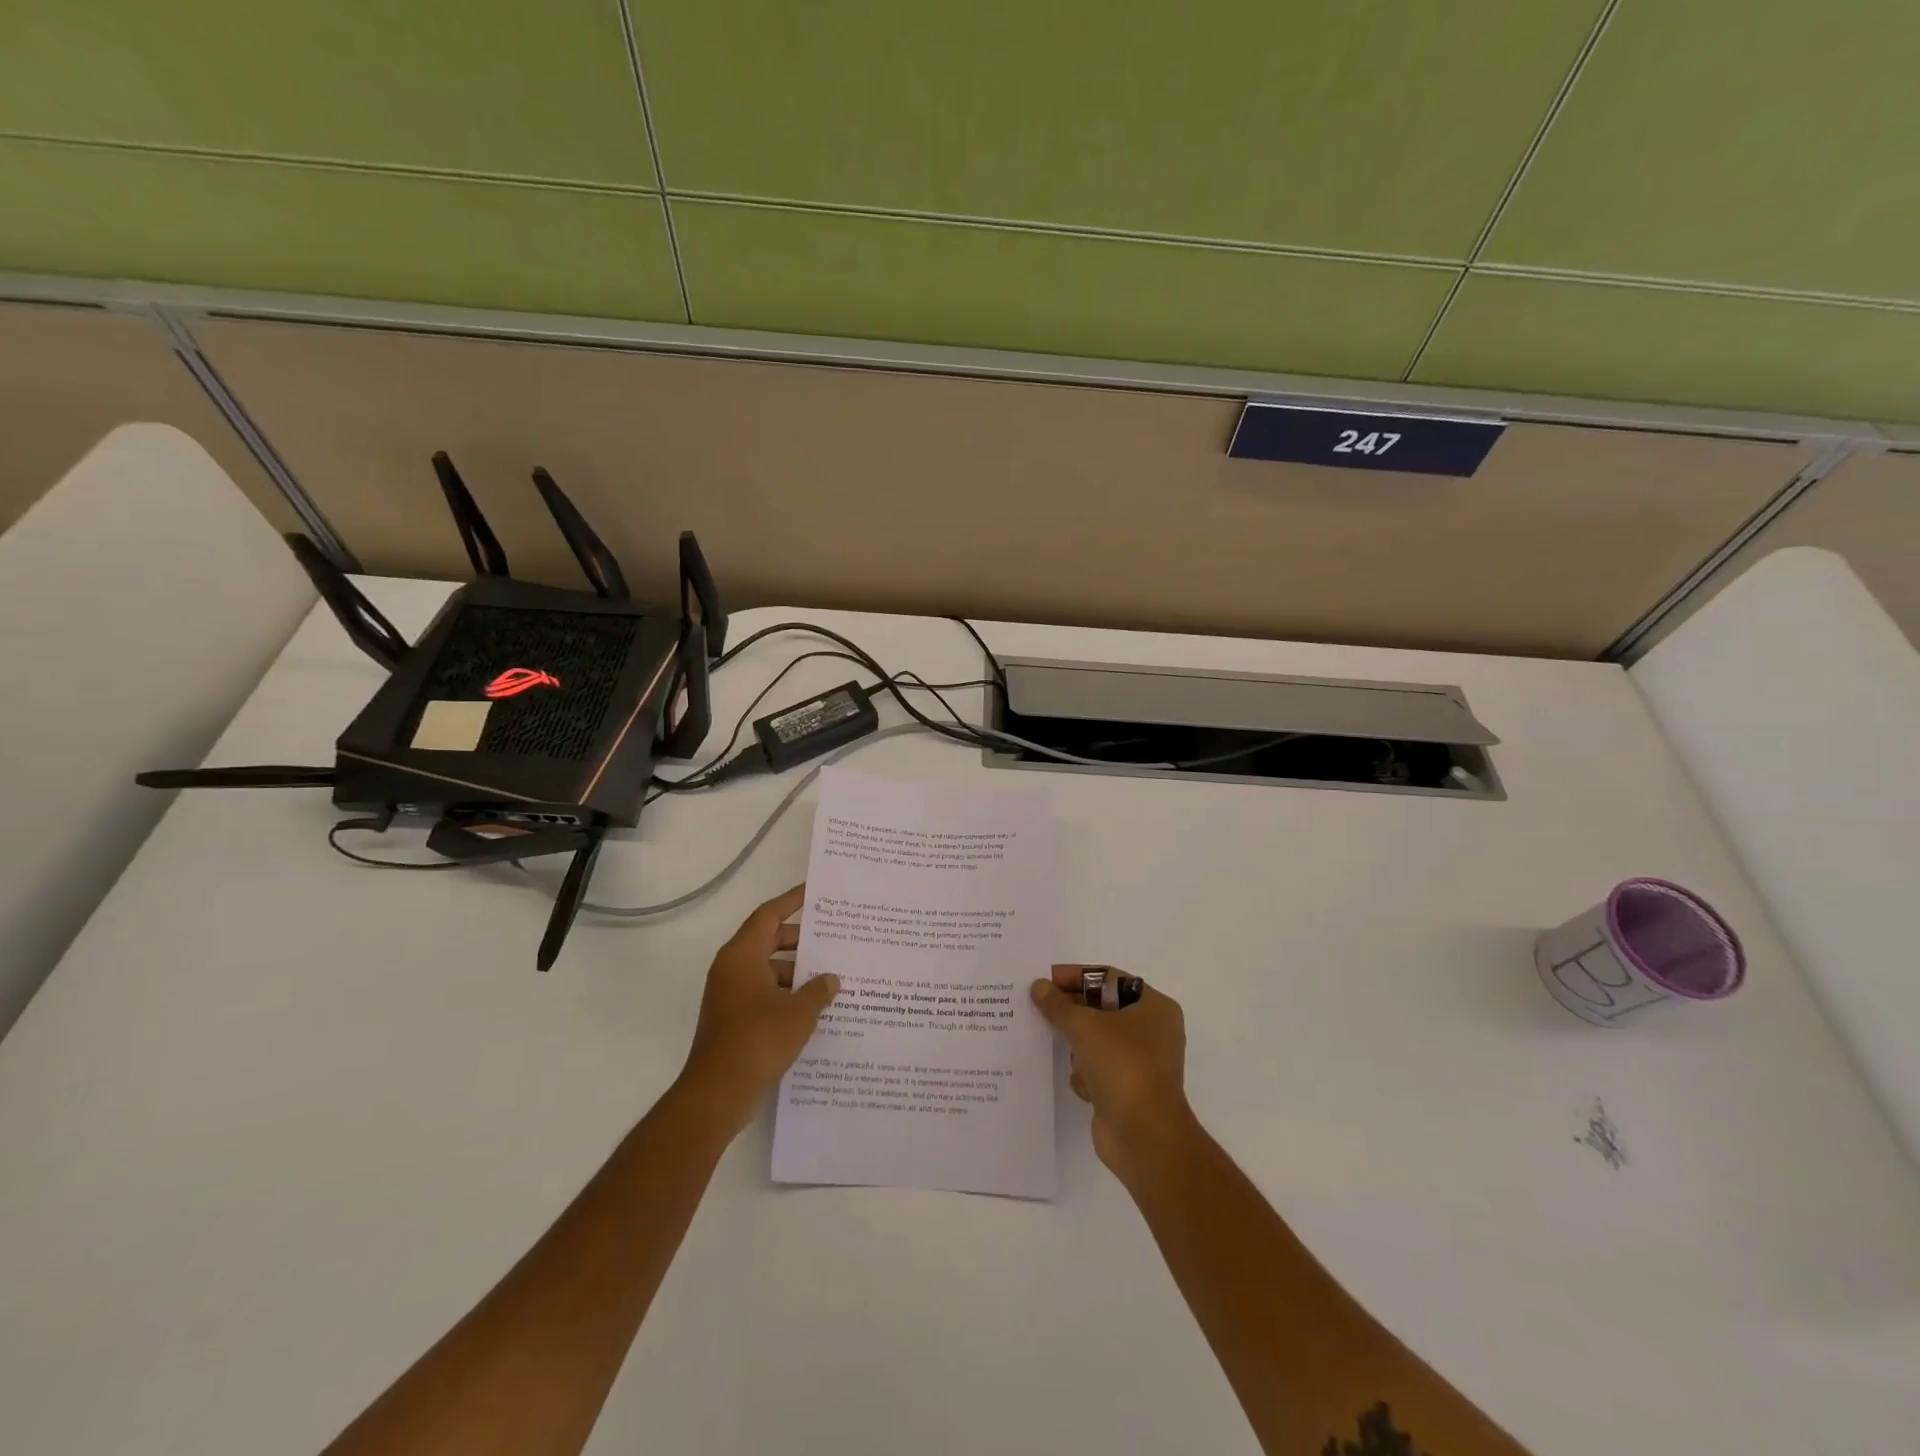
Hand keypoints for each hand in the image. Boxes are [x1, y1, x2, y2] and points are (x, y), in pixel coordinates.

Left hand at [679, 885, 838, 1137]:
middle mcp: (733, 969)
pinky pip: (765, 994)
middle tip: (834, 937)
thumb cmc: (758, 1040)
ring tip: (833, 974)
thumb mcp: (799, 1012)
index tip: (814, 892)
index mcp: (742, 956)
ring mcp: (731, 995)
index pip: (769, 915)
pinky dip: (788, 994)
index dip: (792, 901)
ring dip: (797, 971)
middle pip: (769, 941)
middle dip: (802, 940)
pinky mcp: (735, 1019)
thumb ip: (819, 990)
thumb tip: (831, 979)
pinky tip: (815, 1006)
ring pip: (769, 970)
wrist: (718, 1093)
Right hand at [1031, 965, 1194, 1180]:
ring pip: (1096, 1040)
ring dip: (1078, 1046)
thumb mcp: (1085, 1026)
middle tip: (1038, 1006)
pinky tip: (1081, 1083)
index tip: (1045, 979)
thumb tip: (1039, 986)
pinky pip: (1097, 1068)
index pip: (1109, 979)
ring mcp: (1140, 1062)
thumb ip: (1058, 1004)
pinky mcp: (1126, 1089)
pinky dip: (1085, 1073)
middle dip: (1071, 1011)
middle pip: (1101, 1009)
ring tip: (1059, 1048)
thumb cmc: (1122, 1066)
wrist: (1144, 1136)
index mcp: (1154, 1007)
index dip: (1076, 976)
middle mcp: (1151, 1031)